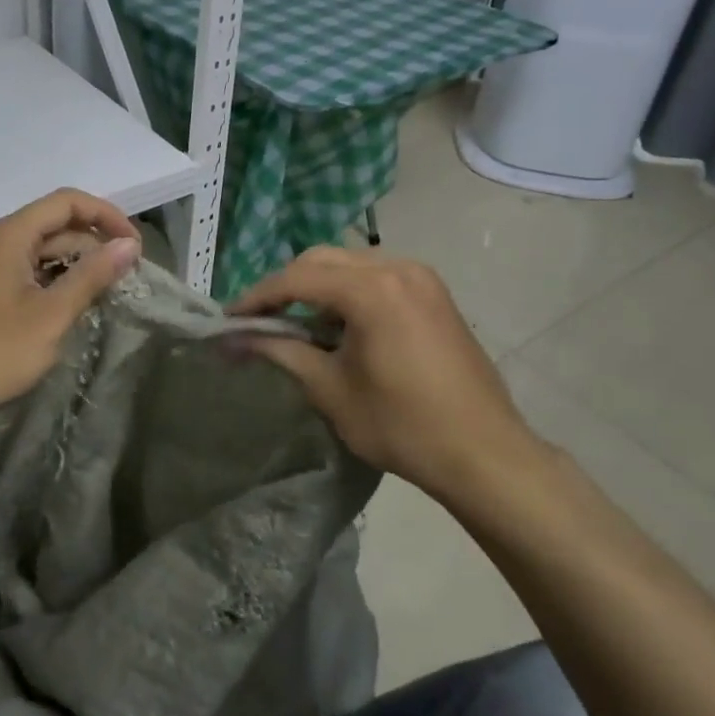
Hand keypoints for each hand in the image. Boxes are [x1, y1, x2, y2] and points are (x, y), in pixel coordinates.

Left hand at [0, 189, 141, 434]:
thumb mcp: (50, 316)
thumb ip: (91, 276)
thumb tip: (128, 244)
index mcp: (11, 235)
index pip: (68, 202)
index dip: (106, 215)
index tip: (136, 247)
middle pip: (56, 225)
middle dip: (95, 244)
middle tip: (126, 279)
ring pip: (43, 252)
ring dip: (77, 266)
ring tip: (105, 296)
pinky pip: (29, 274)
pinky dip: (56, 284)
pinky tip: (71, 310)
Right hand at [229, 246, 538, 499]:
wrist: (485, 454)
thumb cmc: (402, 425)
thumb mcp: (330, 389)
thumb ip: (280, 352)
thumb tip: (231, 340)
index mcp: (371, 289)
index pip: (296, 279)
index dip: (257, 298)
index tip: (229, 320)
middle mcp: (396, 267)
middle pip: (322, 261)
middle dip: (285, 287)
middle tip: (260, 321)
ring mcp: (420, 277)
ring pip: (349, 265)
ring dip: (317, 287)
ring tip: (298, 325)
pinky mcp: (434, 292)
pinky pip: (377, 276)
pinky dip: (349, 292)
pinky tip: (341, 325)